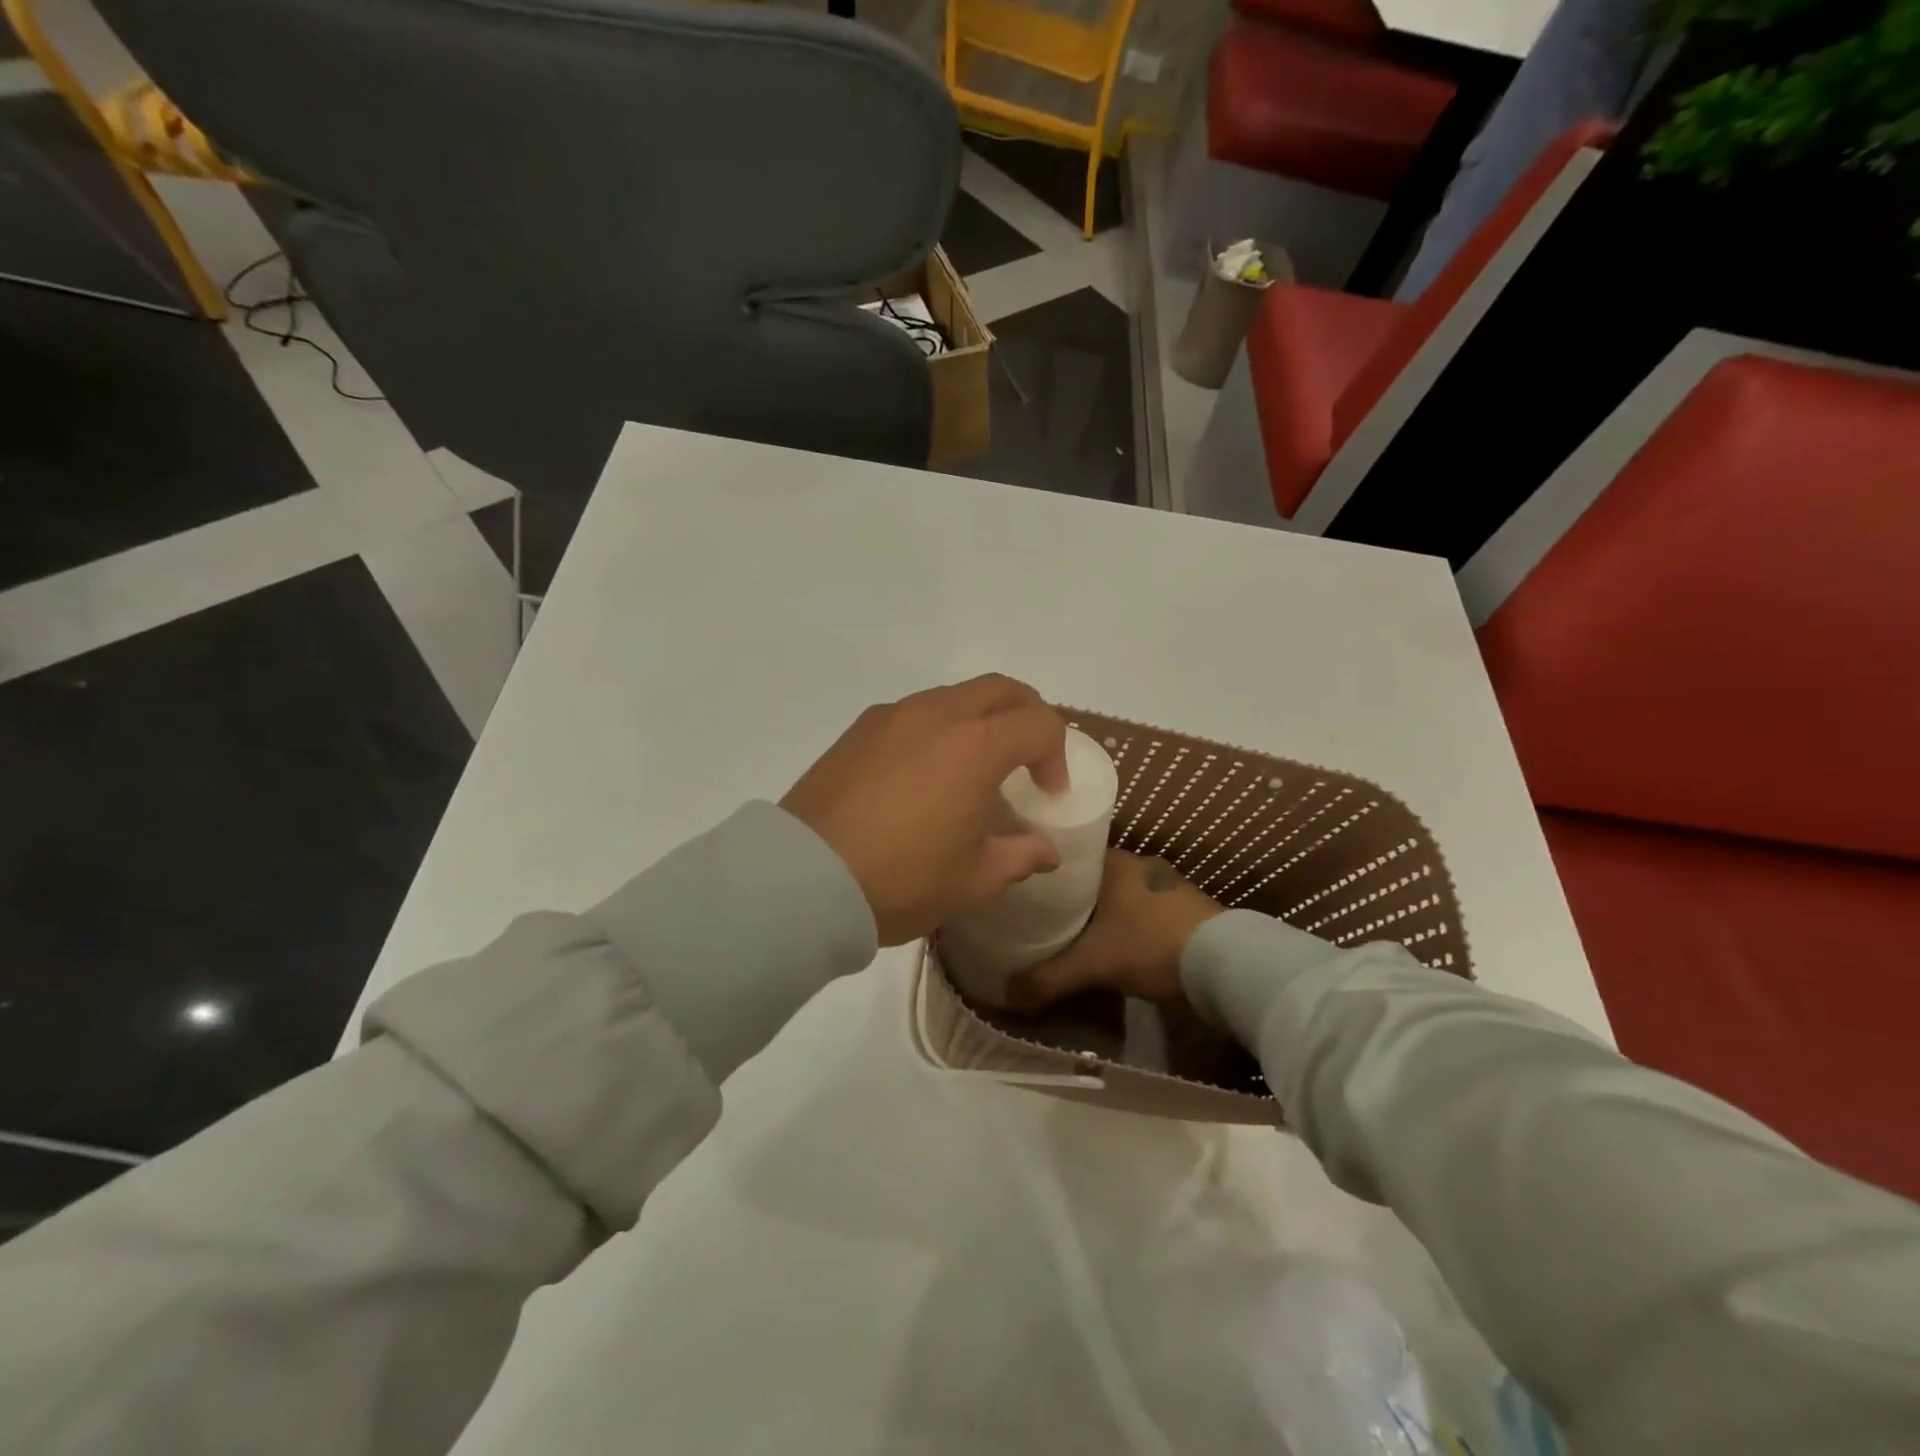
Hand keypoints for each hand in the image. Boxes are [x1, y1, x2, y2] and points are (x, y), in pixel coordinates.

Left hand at [780, 675, 1068, 945]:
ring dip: (981, 719)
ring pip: (955, 695)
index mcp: (975, 745)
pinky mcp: (858, 730)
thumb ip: (1020, 856)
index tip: (1048, 794)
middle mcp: (937, 714)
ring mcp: (892, 716)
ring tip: (974, 768)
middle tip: (1028, 758)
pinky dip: (940, 728)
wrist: (802, 878)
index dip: (1056, 755)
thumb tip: (1046, 850)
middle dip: (1027, 716)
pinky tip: (925, 774)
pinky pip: (916, 712)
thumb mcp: (972, 879)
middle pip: (1001, 689)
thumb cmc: (901, 879)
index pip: (1038, 723)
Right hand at [1005, 850, 1224, 1007]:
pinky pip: (1142, 911)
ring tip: (1073, 936)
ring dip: (1102, 914)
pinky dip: (1126, 925)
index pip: (1069, 860)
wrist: (1227, 963)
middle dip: (1072, 900)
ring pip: (1120, 896)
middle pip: (1092, 880)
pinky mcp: (1186, 908)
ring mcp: (1167, 884)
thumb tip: (1005, 996)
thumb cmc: (1150, 945)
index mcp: (1114, 861)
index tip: (1027, 897)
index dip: (1047, 878)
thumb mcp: (1093, 964)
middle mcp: (1139, 864)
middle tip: (1043, 922)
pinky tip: (1116, 946)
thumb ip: (1048, 978)